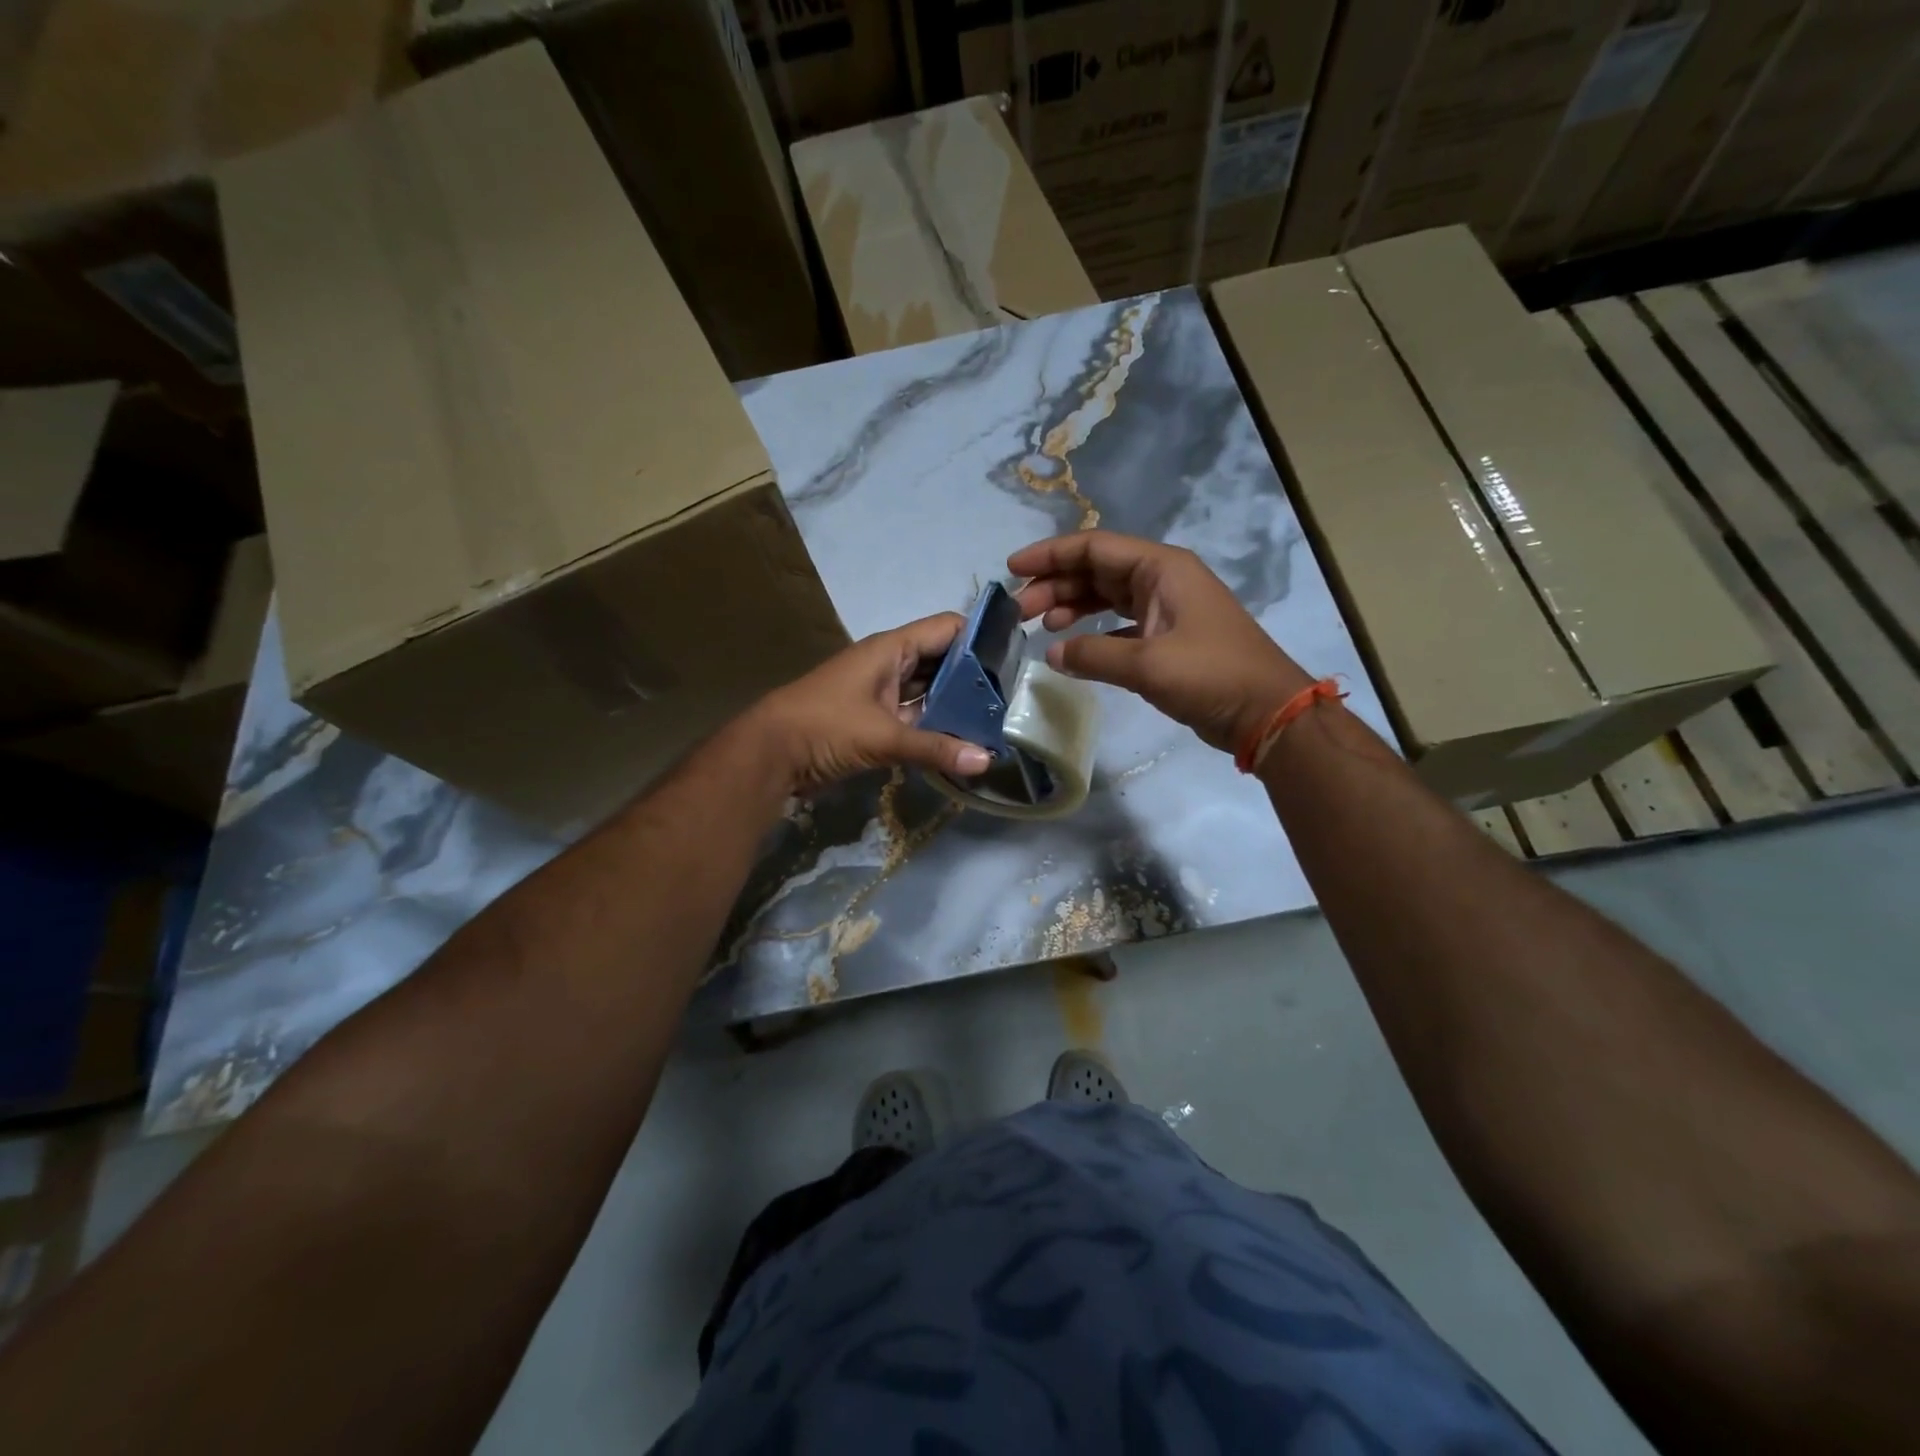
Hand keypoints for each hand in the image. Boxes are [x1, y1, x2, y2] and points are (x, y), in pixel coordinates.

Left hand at [750, 614, 992, 794]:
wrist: (769, 755)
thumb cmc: (824, 727)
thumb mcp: (882, 736)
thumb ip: (935, 748)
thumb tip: (987, 760)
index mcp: (890, 649)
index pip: (947, 628)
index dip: (980, 637)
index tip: (1013, 657)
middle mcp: (889, 665)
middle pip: (942, 661)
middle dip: (973, 678)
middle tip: (1012, 698)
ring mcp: (882, 694)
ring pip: (929, 691)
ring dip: (956, 705)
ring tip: (996, 720)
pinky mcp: (875, 721)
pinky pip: (916, 717)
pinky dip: (936, 727)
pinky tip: (964, 741)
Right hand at [1010, 531, 1312, 753]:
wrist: (1266, 711)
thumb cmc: (1211, 675)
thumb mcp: (1147, 664)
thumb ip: (1093, 654)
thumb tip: (1052, 653)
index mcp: (1161, 568)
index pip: (1094, 547)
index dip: (1050, 555)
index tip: (1012, 569)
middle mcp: (1162, 580)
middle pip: (1096, 570)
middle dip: (1055, 584)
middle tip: (1020, 610)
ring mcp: (1166, 609)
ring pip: (1106, 596)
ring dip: (1072, 606)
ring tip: (1039, 625)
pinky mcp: (1167, 638)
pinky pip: (1119, 624)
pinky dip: (1093, 632)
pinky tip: (1071, 648)